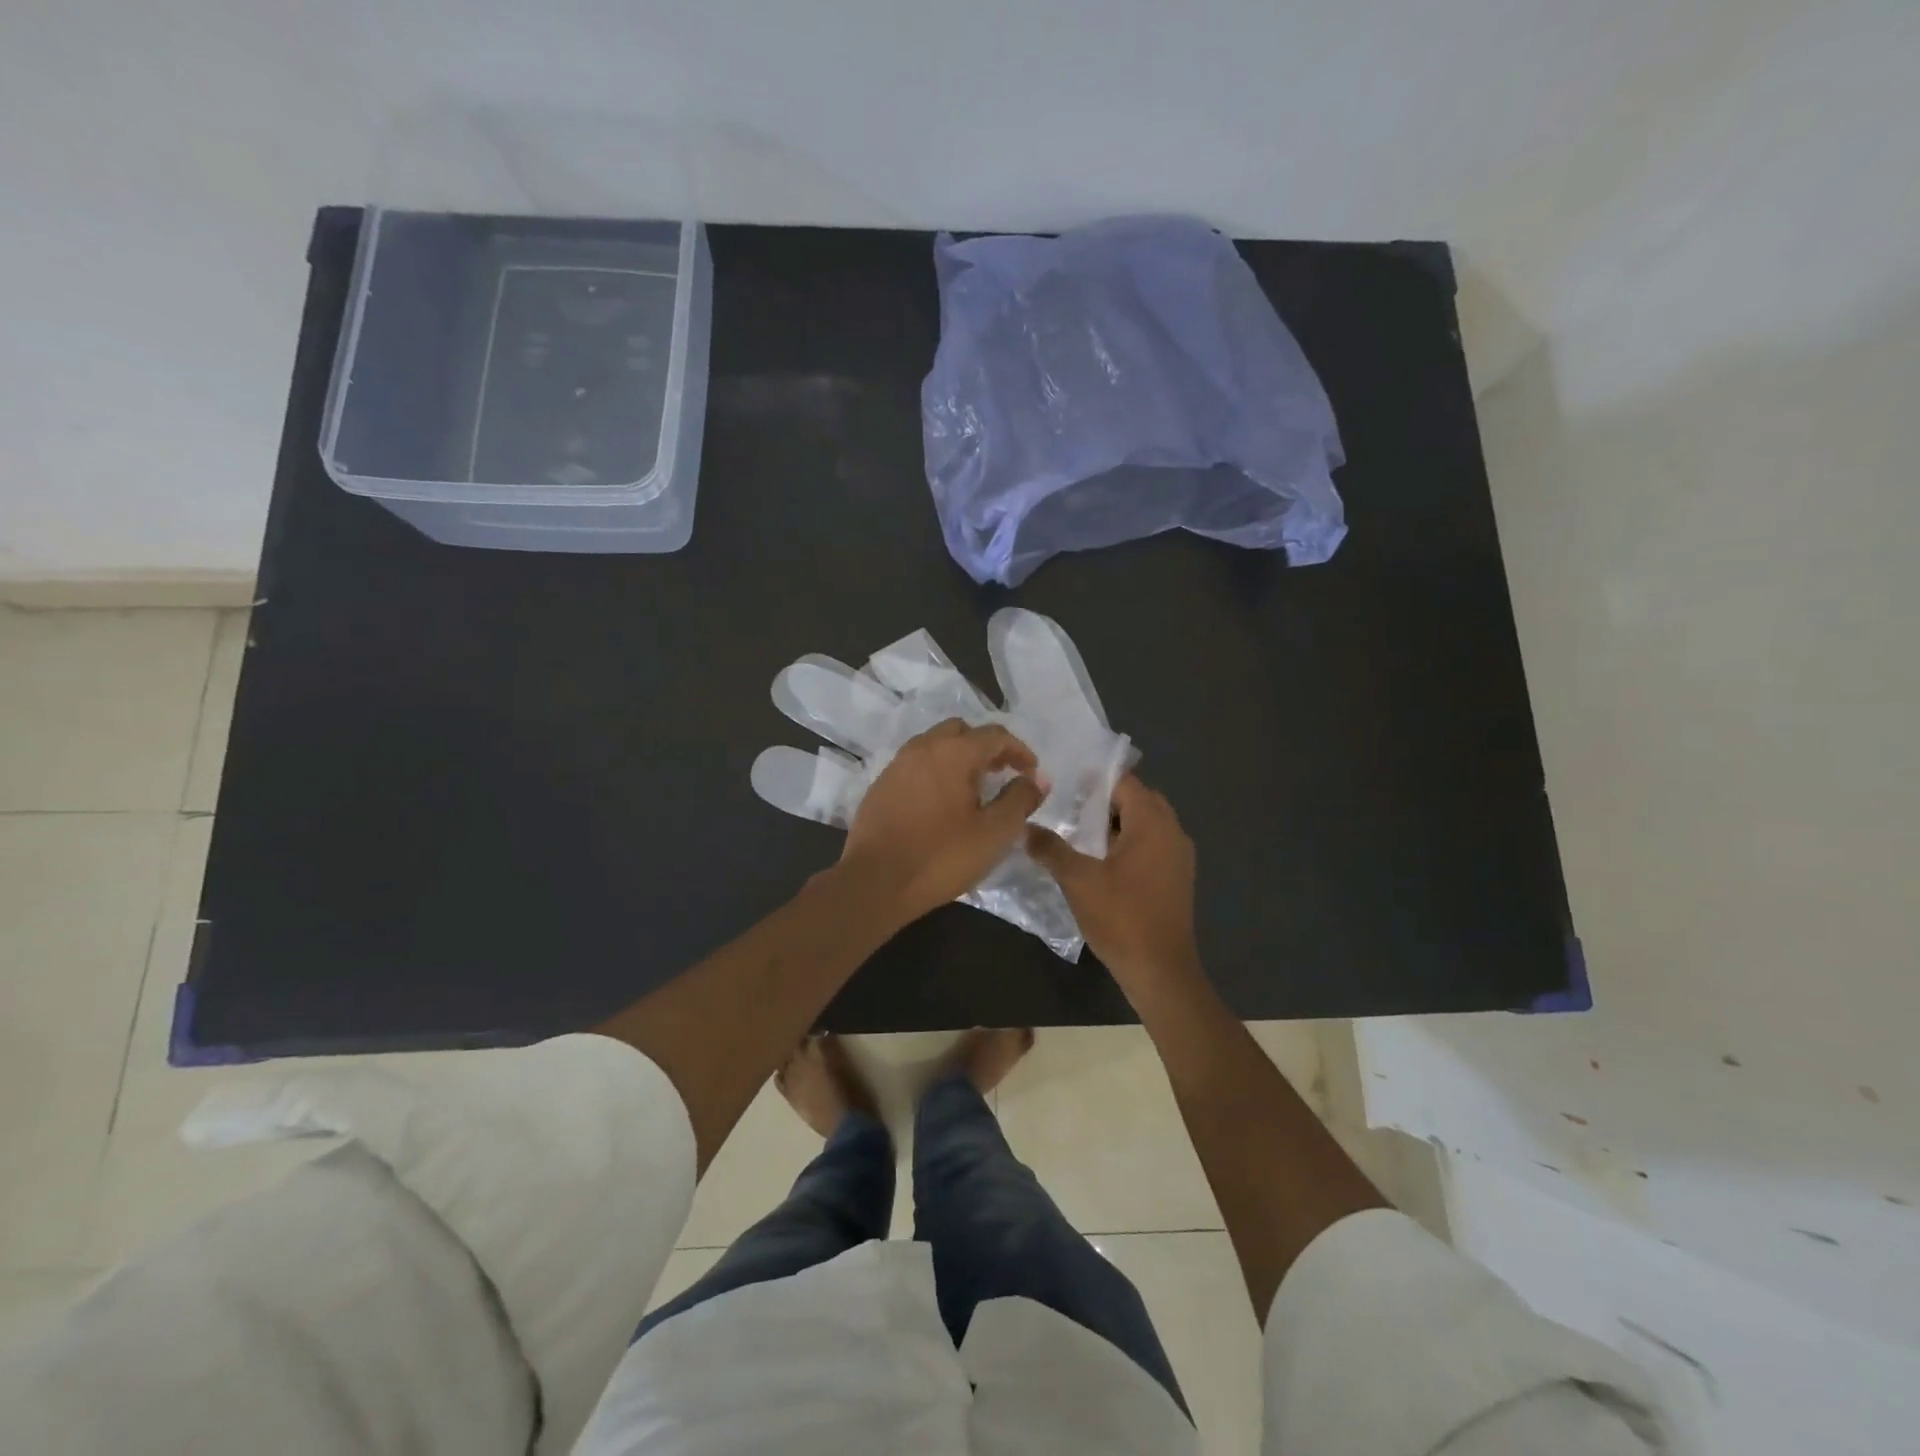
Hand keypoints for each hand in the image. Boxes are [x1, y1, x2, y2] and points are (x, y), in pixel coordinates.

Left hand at [838, 720, 1044, 929]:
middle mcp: (922, 748)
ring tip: (973, 788)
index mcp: (952, 753)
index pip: (995, 735)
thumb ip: (1020, 800)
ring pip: (935, 745)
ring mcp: (897, 765)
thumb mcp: (994, 833)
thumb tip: (1037, 779)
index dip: (1019, 750)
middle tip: (1001, 773)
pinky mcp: (881, 785)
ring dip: (959, 757)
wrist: (875, 882)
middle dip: (986, 747)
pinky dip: (936, 771)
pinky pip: (916, 764)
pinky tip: (942, 802)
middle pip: (961, 732)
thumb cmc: (941, 857)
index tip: (1032, 773)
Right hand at [1028, 776, 1205, 999]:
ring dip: (1116, 823)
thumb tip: (1025, 827)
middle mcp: (1172, 832)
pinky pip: (1151, 845)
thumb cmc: (1121, 918)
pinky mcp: (1176, 878)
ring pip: (1145, 824)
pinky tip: (1099, 860)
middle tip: (1069, 805)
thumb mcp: (1078, 880)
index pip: (1125, 783)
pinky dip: (1128, 842)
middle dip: (1105, 800)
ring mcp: (1178, 857)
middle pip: (1138, 800)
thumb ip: (1051, 848)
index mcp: (1153, 824)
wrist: (1161, 971)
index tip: (1065, 782)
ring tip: (1078, 830)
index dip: (1095, 780)